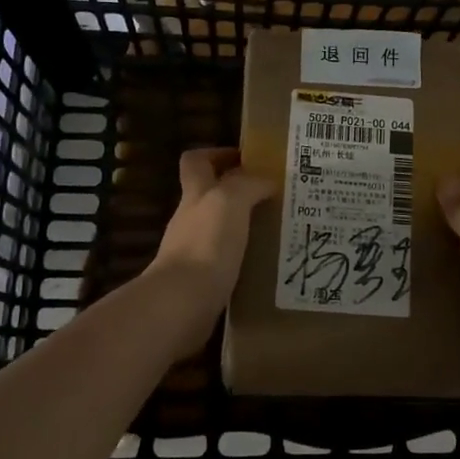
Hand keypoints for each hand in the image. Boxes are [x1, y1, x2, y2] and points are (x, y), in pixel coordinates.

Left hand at [145, 148, 275, 356]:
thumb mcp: (231, 200)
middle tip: (273, 195)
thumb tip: (267, 180)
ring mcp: (193, 252)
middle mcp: (190, 220)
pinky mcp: (200, 282)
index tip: (246, 158)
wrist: (183, 304)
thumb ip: (248, 184)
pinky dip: (242, 258)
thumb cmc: (207, 244)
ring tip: (276, 229)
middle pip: (209, 195)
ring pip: (219, 229)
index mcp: (196, 194)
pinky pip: (225, 261)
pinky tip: (265, 263)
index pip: (196, 161)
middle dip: (238, 192)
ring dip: (243, 226)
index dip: (217, 154)